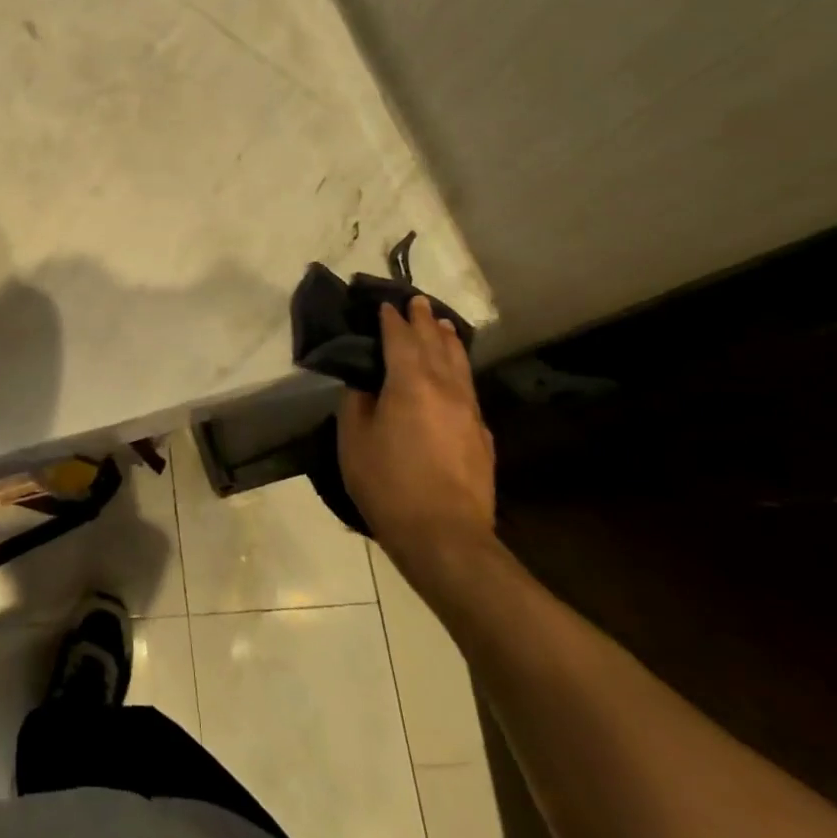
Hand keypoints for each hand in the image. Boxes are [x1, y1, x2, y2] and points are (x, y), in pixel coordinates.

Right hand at [338, 295, 496, 576]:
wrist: (445, 537)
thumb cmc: (388, 483)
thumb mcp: (354, 440)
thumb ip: (357, 403)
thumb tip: (364, 385)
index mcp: (410, 383)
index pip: (401, 339)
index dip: (392, 320)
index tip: (385, 304)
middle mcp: (445, 389)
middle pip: (435, 344)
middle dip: (424, 321)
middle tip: (417, 301)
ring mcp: (469, 413)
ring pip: (460, 365)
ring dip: (448, 341)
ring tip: (442, 325)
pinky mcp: (482, 437)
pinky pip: (469, 390)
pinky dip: (459, 371)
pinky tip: (456, 377)